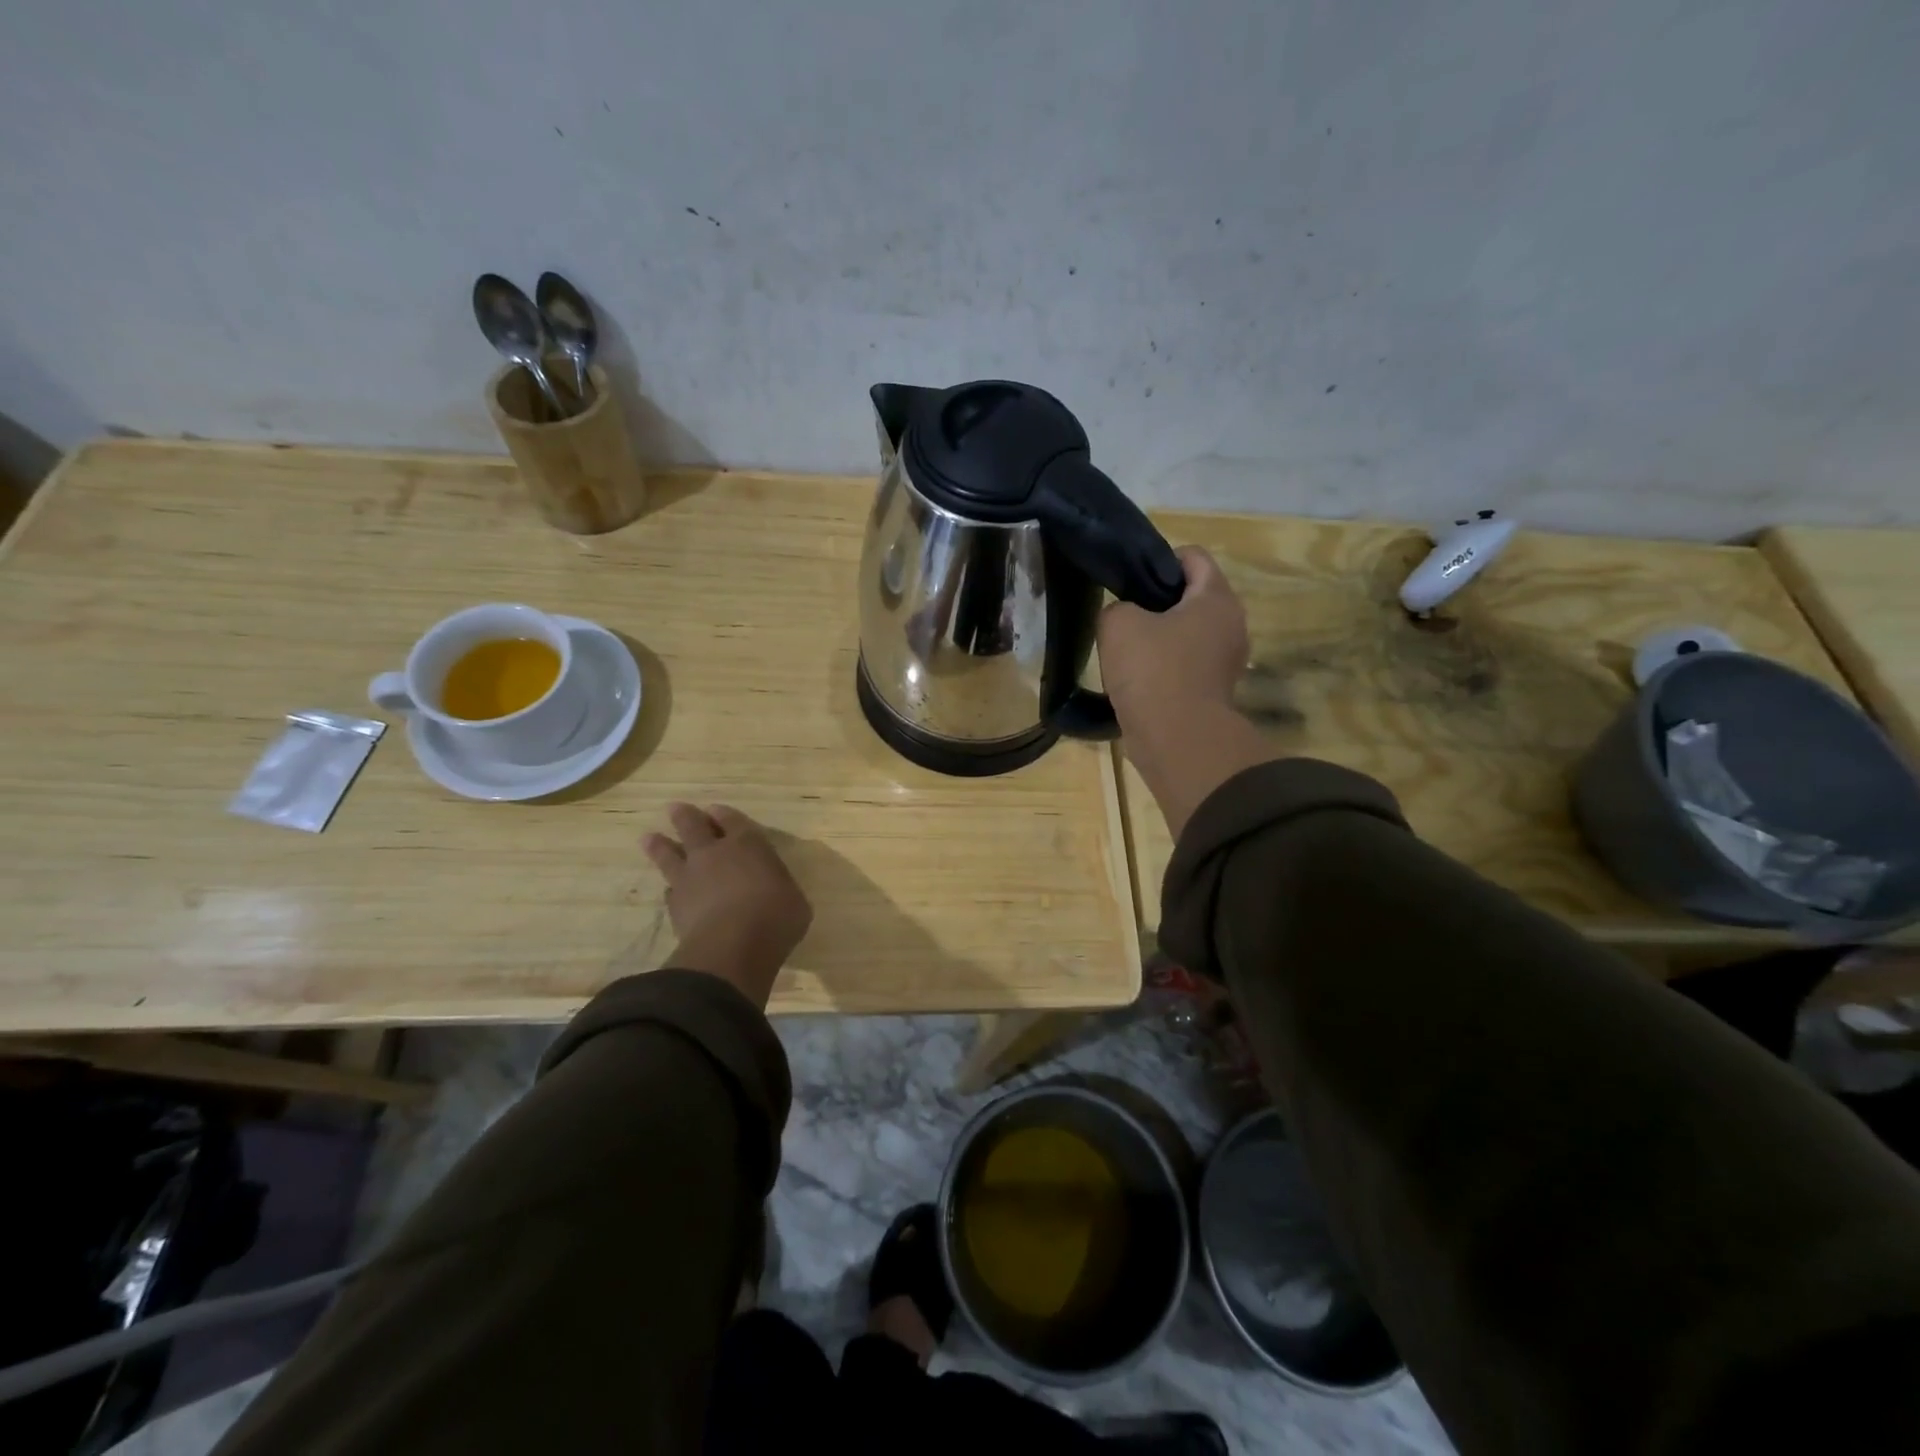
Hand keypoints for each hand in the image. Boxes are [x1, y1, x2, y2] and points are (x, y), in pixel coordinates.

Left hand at [643, 803, 812, 1007]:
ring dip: (660, 846)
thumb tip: (777, 895)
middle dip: (685, 816)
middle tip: (674, 808)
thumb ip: (779, 889)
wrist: (732, 946)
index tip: (714, 810)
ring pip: (669, 854)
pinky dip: (671, 889)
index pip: (733, 820)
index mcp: (748, 844)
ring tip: (649, 838)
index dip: (723, 814)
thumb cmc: (776, 916)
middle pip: (694, 827)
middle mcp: (715, 854)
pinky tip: (669, 891)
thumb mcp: (794, 900)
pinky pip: (670, 891)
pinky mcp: (675, 906)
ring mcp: (690, 878)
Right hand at [1098, 546, 1249, 730]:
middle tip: (1125, 615)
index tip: (1131, 581)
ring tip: (1127, 650)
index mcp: (1216, 598)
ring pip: (1189, 633)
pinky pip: (1186, 665)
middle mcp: (1232, 624)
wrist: (1176, 739)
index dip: (1159, 560)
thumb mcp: (1118, 624)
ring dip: (1161, 637)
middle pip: (1193, 597)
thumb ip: (1117, 606)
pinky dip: (1165, 667)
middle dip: (1159, 602)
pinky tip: (1138, 679)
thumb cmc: (1152, 670)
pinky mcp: (1215, 691)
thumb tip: (1125, 618)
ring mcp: (1227, 661)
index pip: (1193, 557)